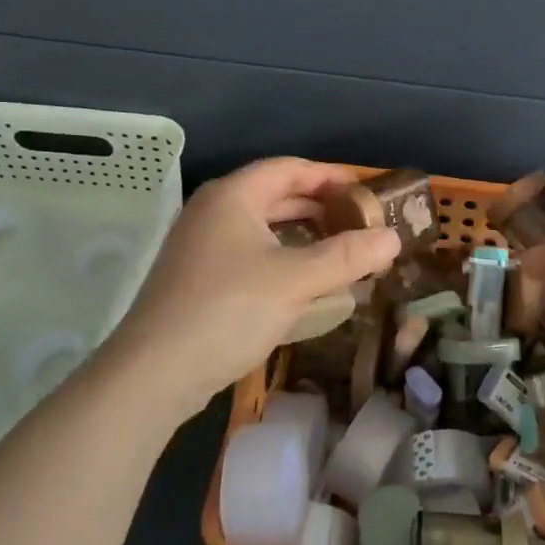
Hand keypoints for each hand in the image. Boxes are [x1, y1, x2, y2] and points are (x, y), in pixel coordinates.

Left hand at [98, 157, 400, 424]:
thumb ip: (347, 256)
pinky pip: (248, 255)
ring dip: (302, 237)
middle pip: (275, 195)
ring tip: (339, 252)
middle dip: (320, 208)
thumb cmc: (227, 310)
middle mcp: (213, 211)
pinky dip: (280, 260)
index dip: (330, 177)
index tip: (365, 193)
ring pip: (262, 228)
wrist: (152, 375)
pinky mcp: (195, 279)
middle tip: (359, 224)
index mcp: (233, 195)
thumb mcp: (295, 280)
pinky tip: (302, 286)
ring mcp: (200, 246)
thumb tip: (393, 238)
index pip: (290, 169)